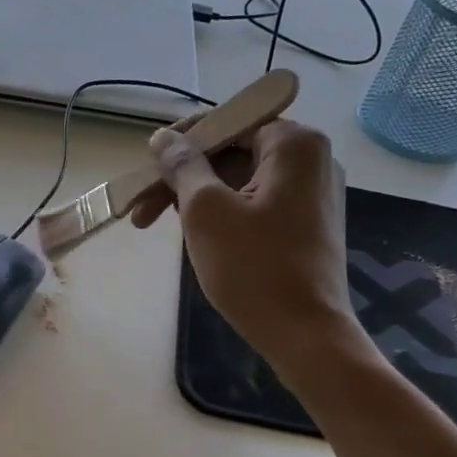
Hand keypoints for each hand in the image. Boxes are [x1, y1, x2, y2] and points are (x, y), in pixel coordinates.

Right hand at [129, 117, 366, 384]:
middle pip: (232, 153)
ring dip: (199, 201)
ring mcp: (314, 194)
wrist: (305, 333)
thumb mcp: (205, 212)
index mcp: (294, 143)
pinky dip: (225, 215)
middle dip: (184, 180)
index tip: (146, 172)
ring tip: (166, 231)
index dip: (179, 144)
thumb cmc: (253, 269)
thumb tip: (162, 138)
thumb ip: (182, 167)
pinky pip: (257, 204)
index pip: (226, 122)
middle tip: (143, 214)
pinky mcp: (309, 224)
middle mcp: (312, 159)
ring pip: (241, 182)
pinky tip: (200, 240)